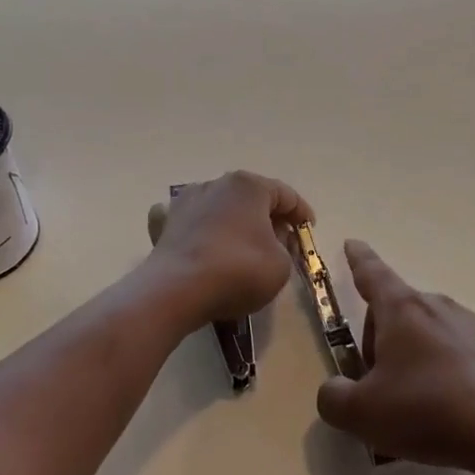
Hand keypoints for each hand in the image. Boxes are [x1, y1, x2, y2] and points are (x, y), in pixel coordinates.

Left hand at [143, 171, 313, 327]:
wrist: (175, 291)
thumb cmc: (238, 271)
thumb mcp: (281, 265)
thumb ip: (286, 247)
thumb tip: (274, 238)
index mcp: (249, 186)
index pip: (285, 194)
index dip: (301, 213)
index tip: (309, 230)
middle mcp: (216, 184)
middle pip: (251, 198)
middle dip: (269, 217)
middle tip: (283, 240)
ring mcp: (186, 202)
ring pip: (220, 207)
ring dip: (235, 221)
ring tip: (246, 244)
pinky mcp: (164, 224)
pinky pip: (189, 221)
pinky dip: (198, 227)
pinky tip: (201, 238)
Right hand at [315, 240, 474, 472]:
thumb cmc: (426, 411)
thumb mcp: (362, 413)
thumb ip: (334, 398)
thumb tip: (336, 390)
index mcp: (401, 309)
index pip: (372, 273)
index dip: (358, 259)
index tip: (352, 244)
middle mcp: (436, 306)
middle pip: (395, 312)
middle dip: (379, 340)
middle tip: (376, 385)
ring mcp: (469, 325)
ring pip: (425, 332)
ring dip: (410, 356)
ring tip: (412, 404)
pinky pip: (453, 351)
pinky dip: (440, 370)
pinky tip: (445, 408)